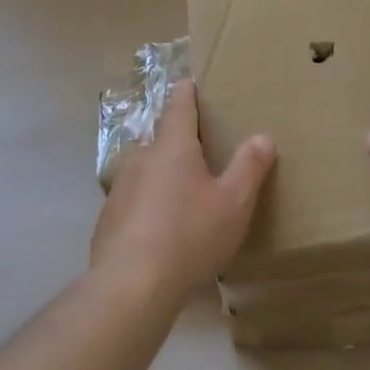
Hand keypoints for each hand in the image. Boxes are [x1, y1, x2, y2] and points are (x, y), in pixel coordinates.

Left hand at [92, 80, 275, 302]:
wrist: (131, 286)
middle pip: (159, 138)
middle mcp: (141, 158)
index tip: (190, 82)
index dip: (186, 93)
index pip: (179, 106)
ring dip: (161, 174)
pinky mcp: (107, 220)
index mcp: (173, 147)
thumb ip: (249, 167)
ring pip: (144, 170)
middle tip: (199, 148)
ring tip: (182, 191)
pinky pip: (132, 201)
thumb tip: (262, 136)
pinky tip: (159, 229)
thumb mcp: (233, 203)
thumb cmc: (189, 235)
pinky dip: (147, 204)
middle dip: (177, 139)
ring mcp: (119, 189)